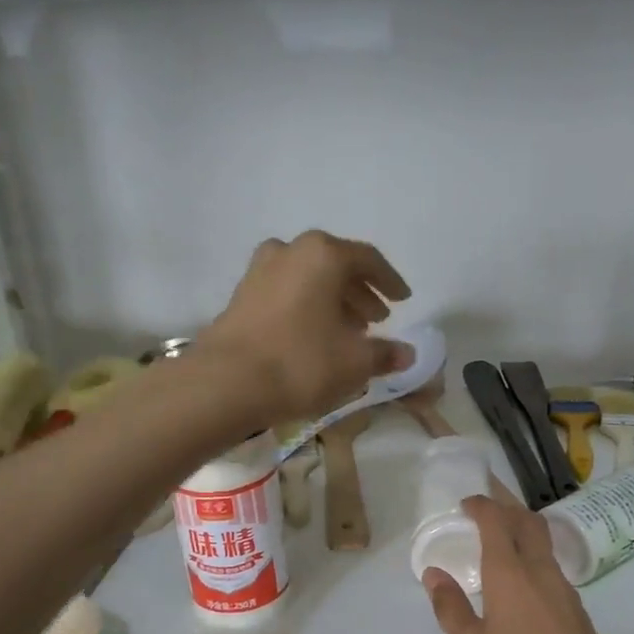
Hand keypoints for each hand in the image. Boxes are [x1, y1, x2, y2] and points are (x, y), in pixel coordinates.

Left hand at [201, 231, 412, 424]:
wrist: (226, 382)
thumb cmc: (301, 363)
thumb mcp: (354, 362)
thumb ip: (385, 354)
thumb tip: (407, 354)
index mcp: (323, 254)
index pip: (368, 260)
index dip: (389, 281)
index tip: (403, 300)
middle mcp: (290, 251)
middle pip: (335, 266)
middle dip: (359, 293)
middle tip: (376, 320)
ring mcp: (260, 271)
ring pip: (308, 279)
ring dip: (332, 301)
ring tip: (347, 331)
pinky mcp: (241, 296)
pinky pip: (286, 293)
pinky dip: (306, 307)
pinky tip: (313, 336)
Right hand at [423, 495, 633, 633]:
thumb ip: (451, 609)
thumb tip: (434, 574)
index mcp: (511, 575)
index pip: (497, 522)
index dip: (481, 505)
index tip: (466, 504)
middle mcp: (541, 572)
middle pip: (528, 522)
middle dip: (507, 506)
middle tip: (486, 506)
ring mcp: (565, 590)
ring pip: (544, 543)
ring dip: (522, 530)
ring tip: (500, 539)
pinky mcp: (577, 610)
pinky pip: (551, 567)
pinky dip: (533, 556)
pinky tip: (522, 581)